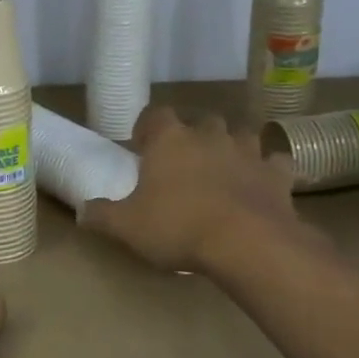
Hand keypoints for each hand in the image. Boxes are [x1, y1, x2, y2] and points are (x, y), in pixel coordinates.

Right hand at [81, 104, 312, 274]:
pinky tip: (263, 182)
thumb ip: (102, 215)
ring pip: (241, 135)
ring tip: (223, 167)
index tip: (142, 144)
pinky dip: (269, 169)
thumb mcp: (127, 227)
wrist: (246, 242)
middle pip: (201, 121)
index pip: (155, 115)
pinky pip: (275, 162)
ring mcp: (248, 151)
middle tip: (184, 160)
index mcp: (170, 140)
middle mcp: (209, 135)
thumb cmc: (178, 227)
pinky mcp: (276, 173)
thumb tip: (82, 211)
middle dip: (193, 135)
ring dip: (232, 146)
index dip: (148, 126)